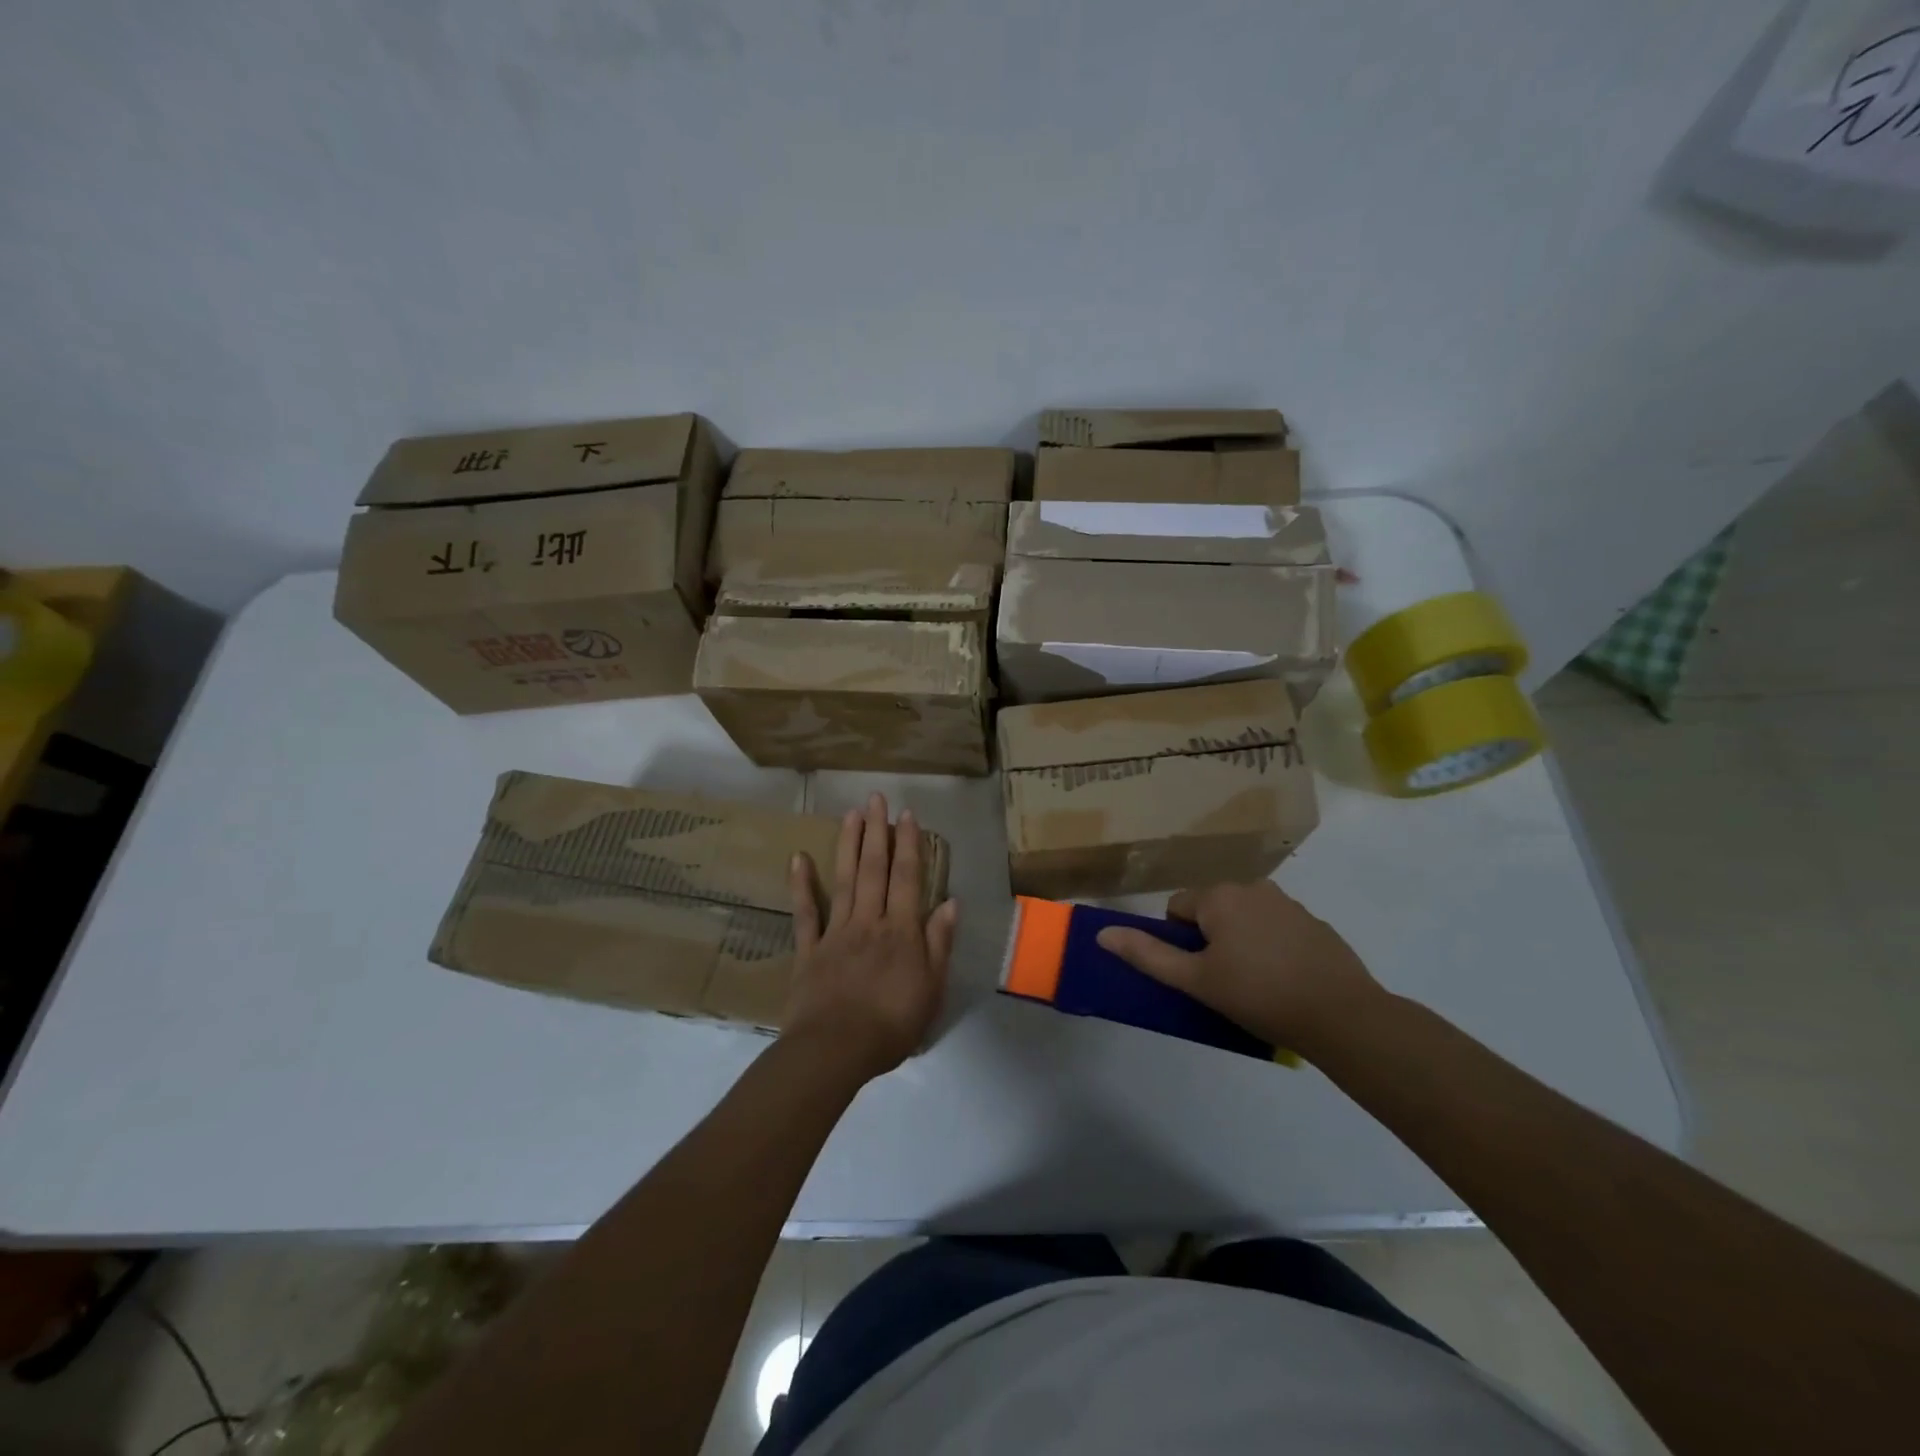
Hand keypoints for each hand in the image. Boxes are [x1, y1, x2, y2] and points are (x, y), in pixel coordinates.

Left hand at [781, 793, 958, 1081]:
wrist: (836, 1050)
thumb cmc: (892, 1024)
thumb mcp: (932, 988)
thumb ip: (939, 943)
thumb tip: (950, 902)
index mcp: (901, 931)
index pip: (908, 878)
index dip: (909, 845)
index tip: (907, 814)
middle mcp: (869, 921)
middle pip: (874, 870)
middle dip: (877, 832)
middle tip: (876, 798)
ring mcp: (836, 932)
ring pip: (844, 881)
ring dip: (848, 845)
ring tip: (851, 814)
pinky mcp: (809, 950)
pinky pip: (805, 913)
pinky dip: (801, 885)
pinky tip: (798, 858)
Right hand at [1095, 881, 1382, 1055]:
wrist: (1342, 1016)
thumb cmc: (1258, 995)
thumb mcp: (1195, 980)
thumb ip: (1147, 955)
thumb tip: (1103, 933)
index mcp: (1220, 896)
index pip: (1177, 907)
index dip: (1179, 942)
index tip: (1197, 973)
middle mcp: (1253, 888)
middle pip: (1212, 910)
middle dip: (1210, 940)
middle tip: (1223, 982)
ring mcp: (1289, 904)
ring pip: (1245, 919)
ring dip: (1240, 942)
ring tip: (1255, 985)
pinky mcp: (1315, 924)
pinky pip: (1276, 929)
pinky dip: (1272, 948)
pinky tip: (1285, 982)